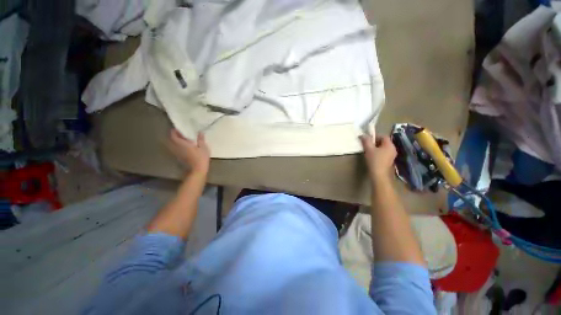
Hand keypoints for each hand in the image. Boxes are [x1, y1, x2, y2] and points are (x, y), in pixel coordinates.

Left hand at [168, 129, 209, 174]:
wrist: (198, 169)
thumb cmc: (201, 157)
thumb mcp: (203, 147)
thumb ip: (201, 139)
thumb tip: (200, 132)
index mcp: (182, 144)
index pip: (173, 136)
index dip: (174, 131)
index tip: (177, 128)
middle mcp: (177, 148)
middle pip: (171, 140)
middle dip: (174, 136)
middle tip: (179, 133)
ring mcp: (178, 153)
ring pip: (172, 145)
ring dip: (175, 141)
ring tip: (181, 139)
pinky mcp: (180, 157)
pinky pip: (175, 149)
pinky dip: (177, 146)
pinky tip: (184, 146)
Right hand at [359, 134, 396, 180]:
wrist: (379, 175)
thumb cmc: (374, 161)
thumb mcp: (368, 149)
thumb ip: (366, 141)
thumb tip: (362, 135)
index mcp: (389, 145)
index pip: (383, 136)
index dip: (375, 136)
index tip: (367, 140)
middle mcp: (393, 149)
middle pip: (384, 142)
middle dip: (375, 142)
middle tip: (367, 145)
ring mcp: (392, 155)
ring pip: (383, 148)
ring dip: (376, 147)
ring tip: (368, 151)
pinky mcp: (389, 161)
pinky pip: (384, 153)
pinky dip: (378, 152)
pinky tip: (372, 156)